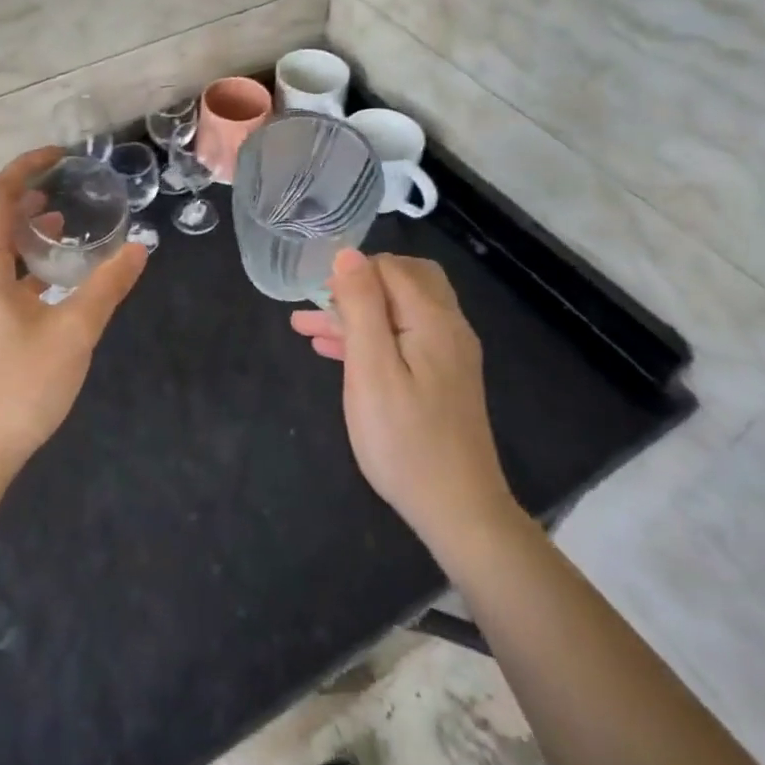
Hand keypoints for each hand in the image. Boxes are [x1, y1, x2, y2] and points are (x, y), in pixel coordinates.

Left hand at [0, 147, 147, 480]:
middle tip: (52, 191)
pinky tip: (45, 276)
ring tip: (55, 224)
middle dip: (11, 194)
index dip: (26, 168)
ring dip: (10, 225)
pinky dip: (9, 255)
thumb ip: (107, 286)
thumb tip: (139, 247)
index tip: (60, 156)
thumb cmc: (20, 387)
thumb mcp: (75, 333)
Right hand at [291, 250, 512, 541]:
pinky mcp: (443, 379)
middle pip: (403, 281)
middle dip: (357, 286)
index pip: (391, 267)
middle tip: (321, 303)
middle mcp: (448, 328)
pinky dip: (370, 338)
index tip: (319, 295)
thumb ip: (361, 306)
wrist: (458, 512)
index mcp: (433, 319)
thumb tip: (348, 253)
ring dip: (356, 313)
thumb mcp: (371, 369)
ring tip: (305, 326)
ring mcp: (448, 355)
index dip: (353, 272)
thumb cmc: (405, 440)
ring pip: (398, 312)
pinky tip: (334, 352)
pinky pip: (403, 339)